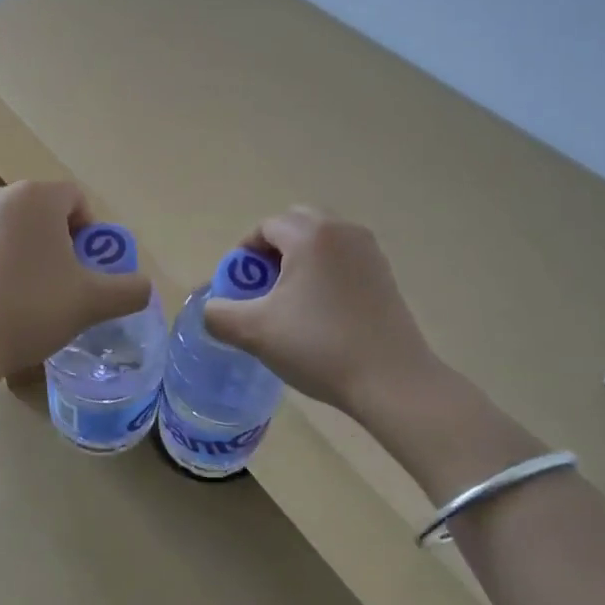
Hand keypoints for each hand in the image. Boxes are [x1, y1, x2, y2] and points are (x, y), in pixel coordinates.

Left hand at [0, 182, 153, 385]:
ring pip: (6, 230)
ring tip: (23, 297)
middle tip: (60, 285)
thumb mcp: (91, 302)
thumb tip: (144, 287)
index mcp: (35, 197)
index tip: (87, 269)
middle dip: (55, 243)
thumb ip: (128, 290)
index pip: (76, 200)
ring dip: (21, 253)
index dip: (90, 233)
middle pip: (40, 213)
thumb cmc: (30, 309)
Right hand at [202, 208, 472, 427]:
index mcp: (310, 235)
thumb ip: (220, 314)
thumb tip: (212, 308)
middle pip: (296, 224)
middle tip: (263, 288)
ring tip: (291, 302)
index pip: (266, 227)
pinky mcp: (385, 274)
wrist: (392, 380)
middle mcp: (342, 231)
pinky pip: (343, 258)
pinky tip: (322, 312)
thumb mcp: (255, 332)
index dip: (244, 254)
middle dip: (273, 250)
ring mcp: (369, 251)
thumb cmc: (320, 347)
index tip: (239, 288)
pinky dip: (325, 272)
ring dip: (300, 260)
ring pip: (322, 240)